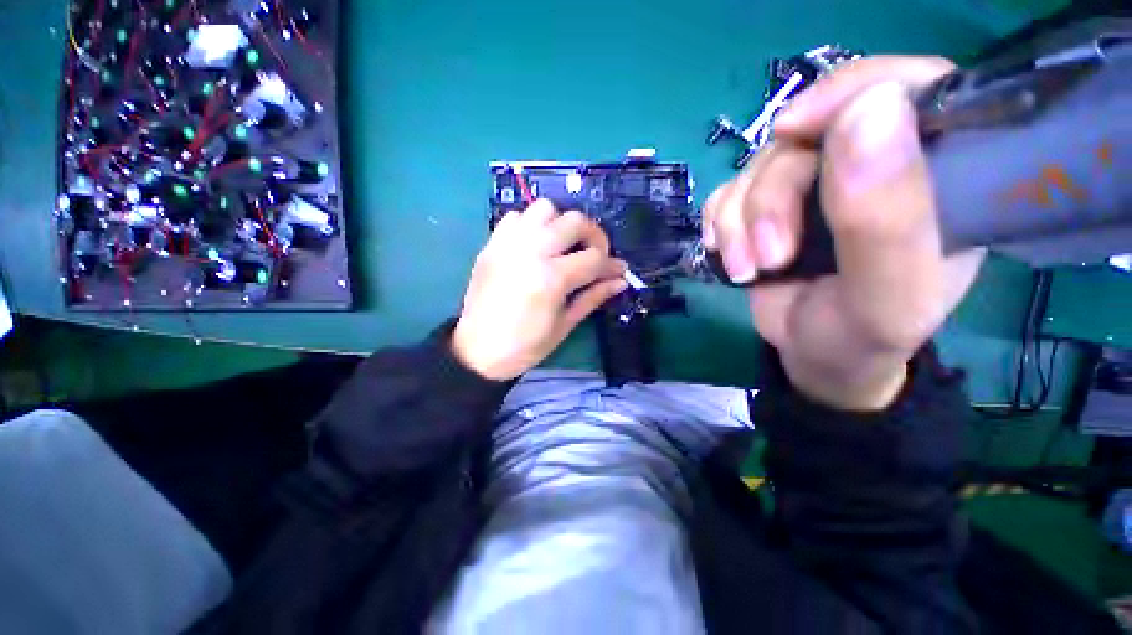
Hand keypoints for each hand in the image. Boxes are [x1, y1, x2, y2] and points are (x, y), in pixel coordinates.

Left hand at [452, 199, 627, 379]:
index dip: (612, 265)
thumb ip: (593, 297)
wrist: (477, 351)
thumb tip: (620, 280)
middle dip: (594, 236)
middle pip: (574, 221)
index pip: (594, 258)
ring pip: (545, 208)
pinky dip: (532, 224)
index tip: (618, 271)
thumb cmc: (525, 346)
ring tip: (564, 246)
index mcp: (551, 279)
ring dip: (561, 223)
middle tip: (594, 255)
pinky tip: (536, 245)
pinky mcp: (492, 244)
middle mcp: (531, 252)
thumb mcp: (564, 325)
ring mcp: (508, 244)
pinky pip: (517, 216)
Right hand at [703, 56, 984, 410]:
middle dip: (770, 198)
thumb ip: (889, 217)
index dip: (845, 93)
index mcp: (934, 172)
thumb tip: (872, 106)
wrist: (814, 358)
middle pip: (806, 137)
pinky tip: (726, 253)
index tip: (793, 132)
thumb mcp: (888, 295)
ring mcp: (812, 185)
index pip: (906, 85)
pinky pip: (727, 192)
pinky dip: (719, 223)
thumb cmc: (863, 336)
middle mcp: (871, 166)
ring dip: (737, 221)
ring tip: (745, 268)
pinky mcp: (767, 207)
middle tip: (767, 257)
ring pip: (756, 167)